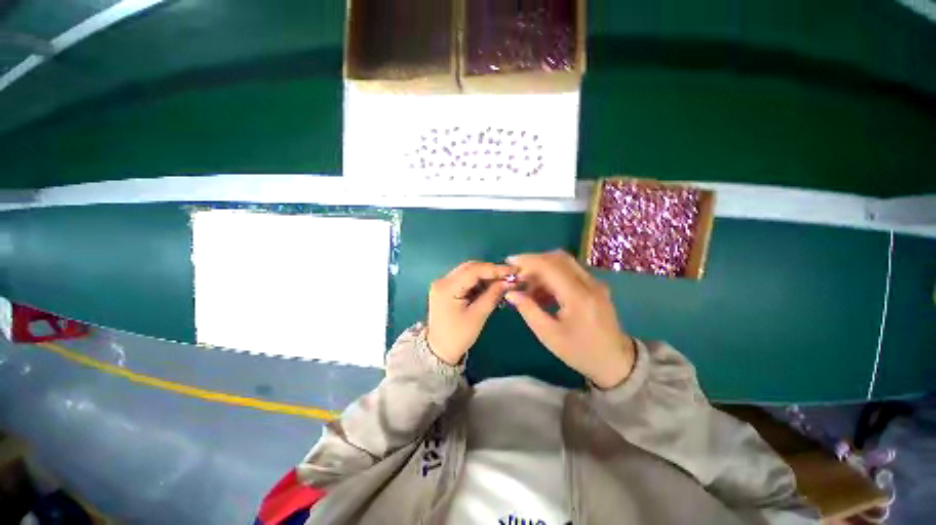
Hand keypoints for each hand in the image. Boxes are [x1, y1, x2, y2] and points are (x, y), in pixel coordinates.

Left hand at [426, 261, 512, 364]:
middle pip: (470, 268)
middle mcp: (442, 281)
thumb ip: (493, 295)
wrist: (439, 350)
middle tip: (509, 276)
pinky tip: (489, 287)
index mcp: (447, 287)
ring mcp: (442, 283)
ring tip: (501, 283)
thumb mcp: (478, 316)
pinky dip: (478, 282)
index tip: (513, 271)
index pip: (473, 270)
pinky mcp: (446, 288)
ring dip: (485, 276)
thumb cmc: (458, 336)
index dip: (495, 269)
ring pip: (468, 271)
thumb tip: (508, 282)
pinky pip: (465, 279)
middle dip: (490, 271)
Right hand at [505, 250, 635, 388]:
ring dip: (542, 269)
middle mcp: (589, 283)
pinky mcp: (594, 286)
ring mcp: (594, 283)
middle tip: (517, 275)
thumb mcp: (549, 335)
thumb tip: (510, 293)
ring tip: (527, 287)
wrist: (615, 361)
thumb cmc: (580, 352)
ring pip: (563, 263)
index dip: (528, 261)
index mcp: (578, 297)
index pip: (550, 266)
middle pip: (558, 258)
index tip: (509, 262)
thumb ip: (528, 310)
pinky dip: (551, 276)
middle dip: (534, 262)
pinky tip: (541, 292)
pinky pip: (569, 272)